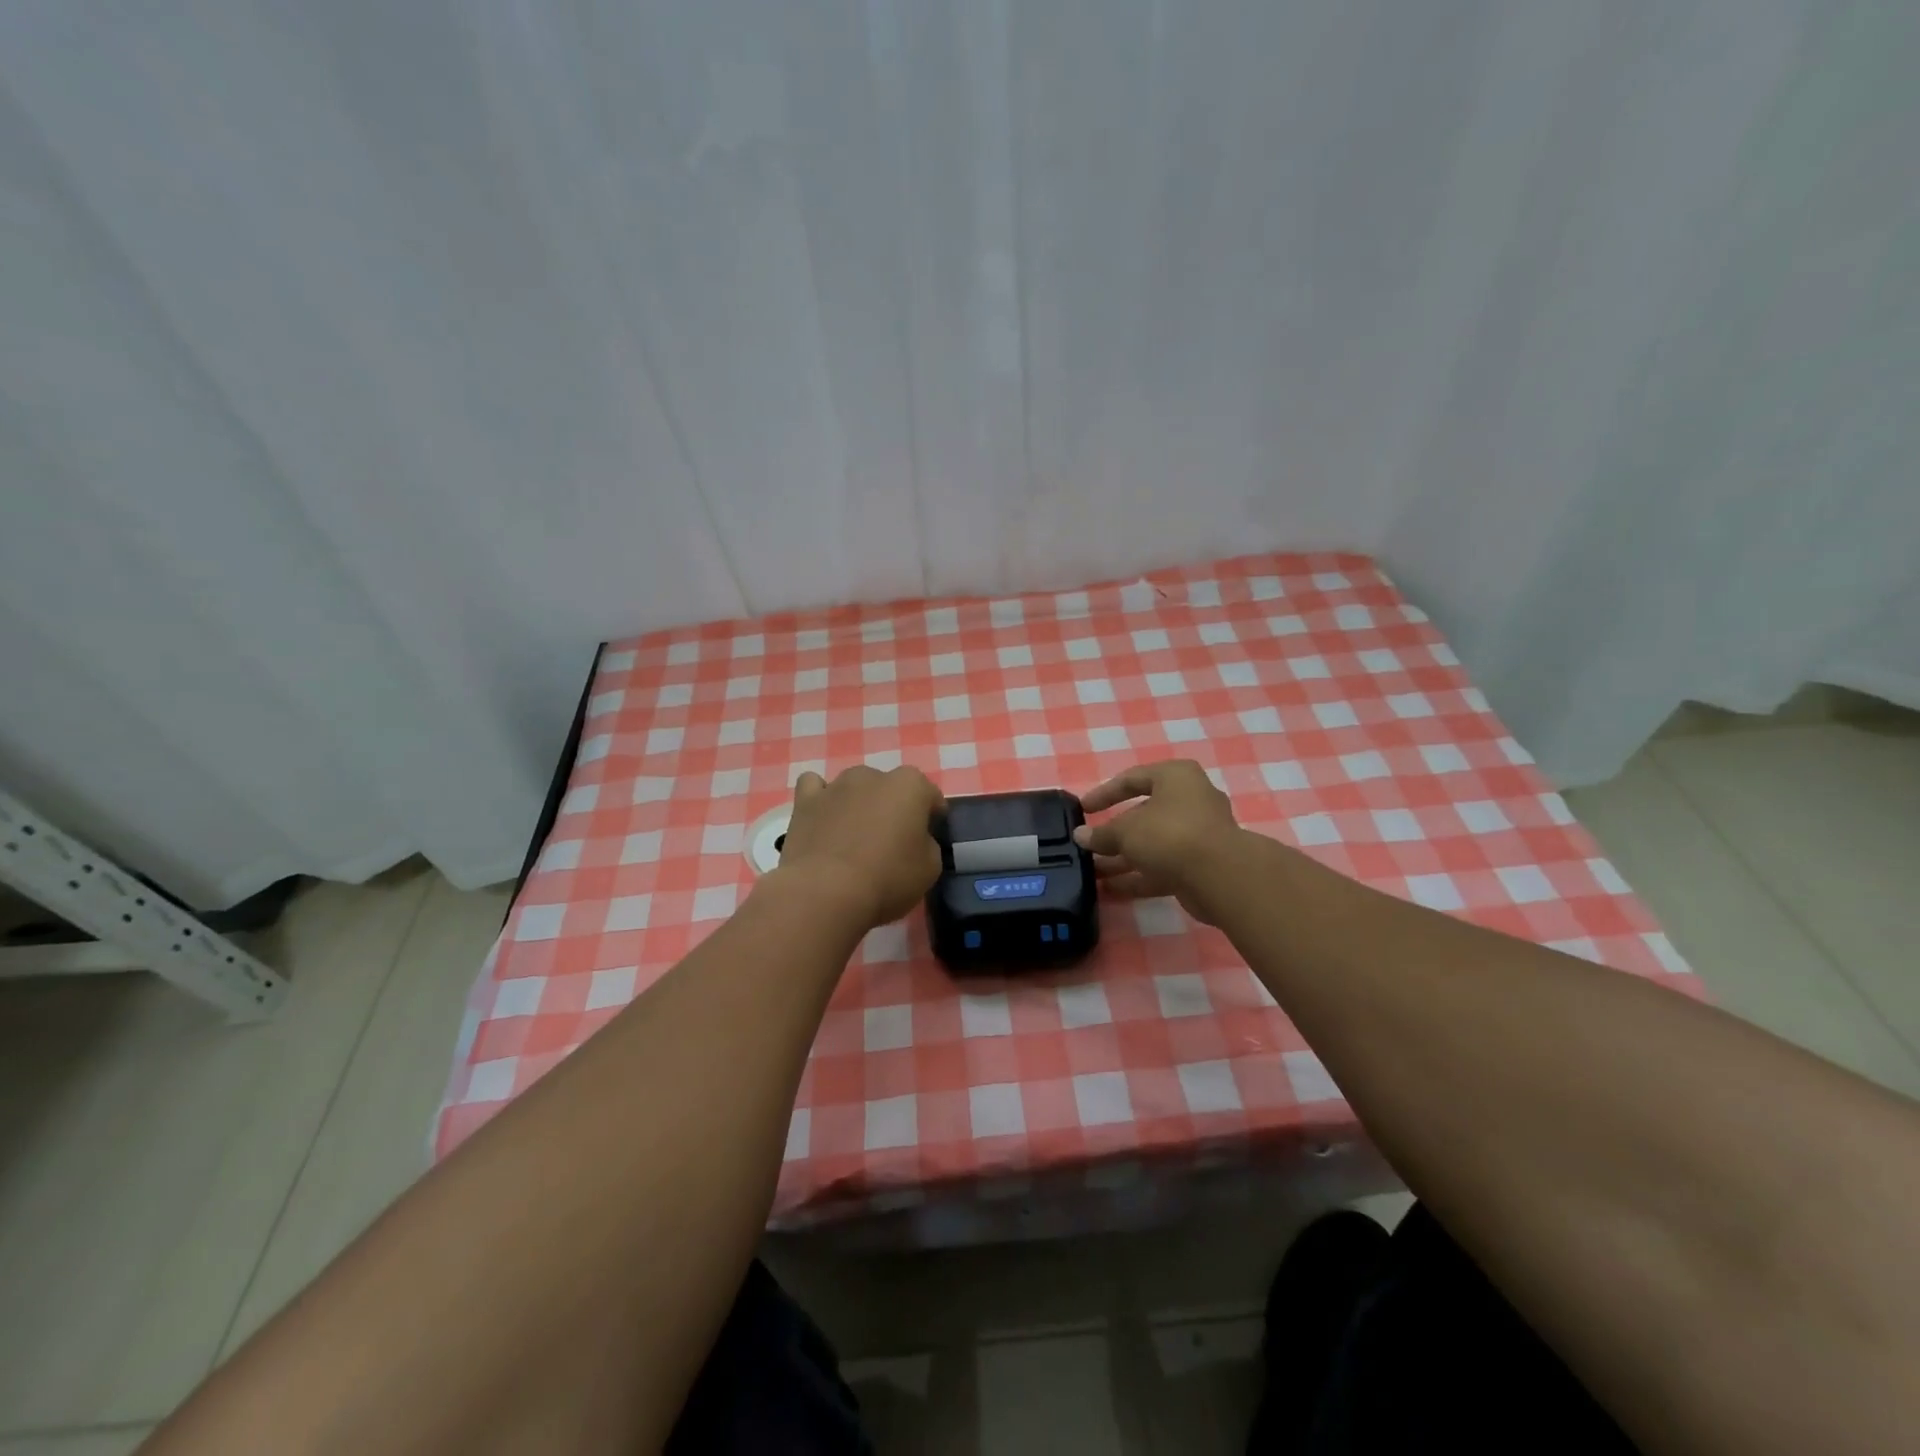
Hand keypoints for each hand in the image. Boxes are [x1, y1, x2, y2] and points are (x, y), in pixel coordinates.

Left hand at [773, 766, 945, 928]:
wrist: (825, 892)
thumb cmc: (887, 879)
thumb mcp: (930, 869)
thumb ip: (927, 844)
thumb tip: (915, 840)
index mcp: (910, 786)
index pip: (930, 795)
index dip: (932, 816)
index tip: (929, 837)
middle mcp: (873, 775)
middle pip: (890, 788)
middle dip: (893, 808)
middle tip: (891, 841)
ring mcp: (836, 785)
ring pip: (854, 786)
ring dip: (859, 803)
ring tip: (855, 835)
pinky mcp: (805, 801)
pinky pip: (815, 787)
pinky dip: (822, 799)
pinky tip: (824, 818)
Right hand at [1074, 760, 1245, 924]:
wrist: (1220, 876)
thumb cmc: (1169, 834)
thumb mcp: (1126, 831)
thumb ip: (1102, 834)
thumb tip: (1080, 836)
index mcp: (1175, 777)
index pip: (1132, 778)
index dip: (1104, 793)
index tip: (1083, 809)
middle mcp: (1190, 800)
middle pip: (1144, 814)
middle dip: (1114, 832)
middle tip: (1088, 844)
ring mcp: (1198, 834)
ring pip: (1152, 843)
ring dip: (1123, 858)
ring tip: (1092, 871)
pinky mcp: (1200, 865)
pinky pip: (1162, 866)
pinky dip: (1138, 876)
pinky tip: (1110, 889)